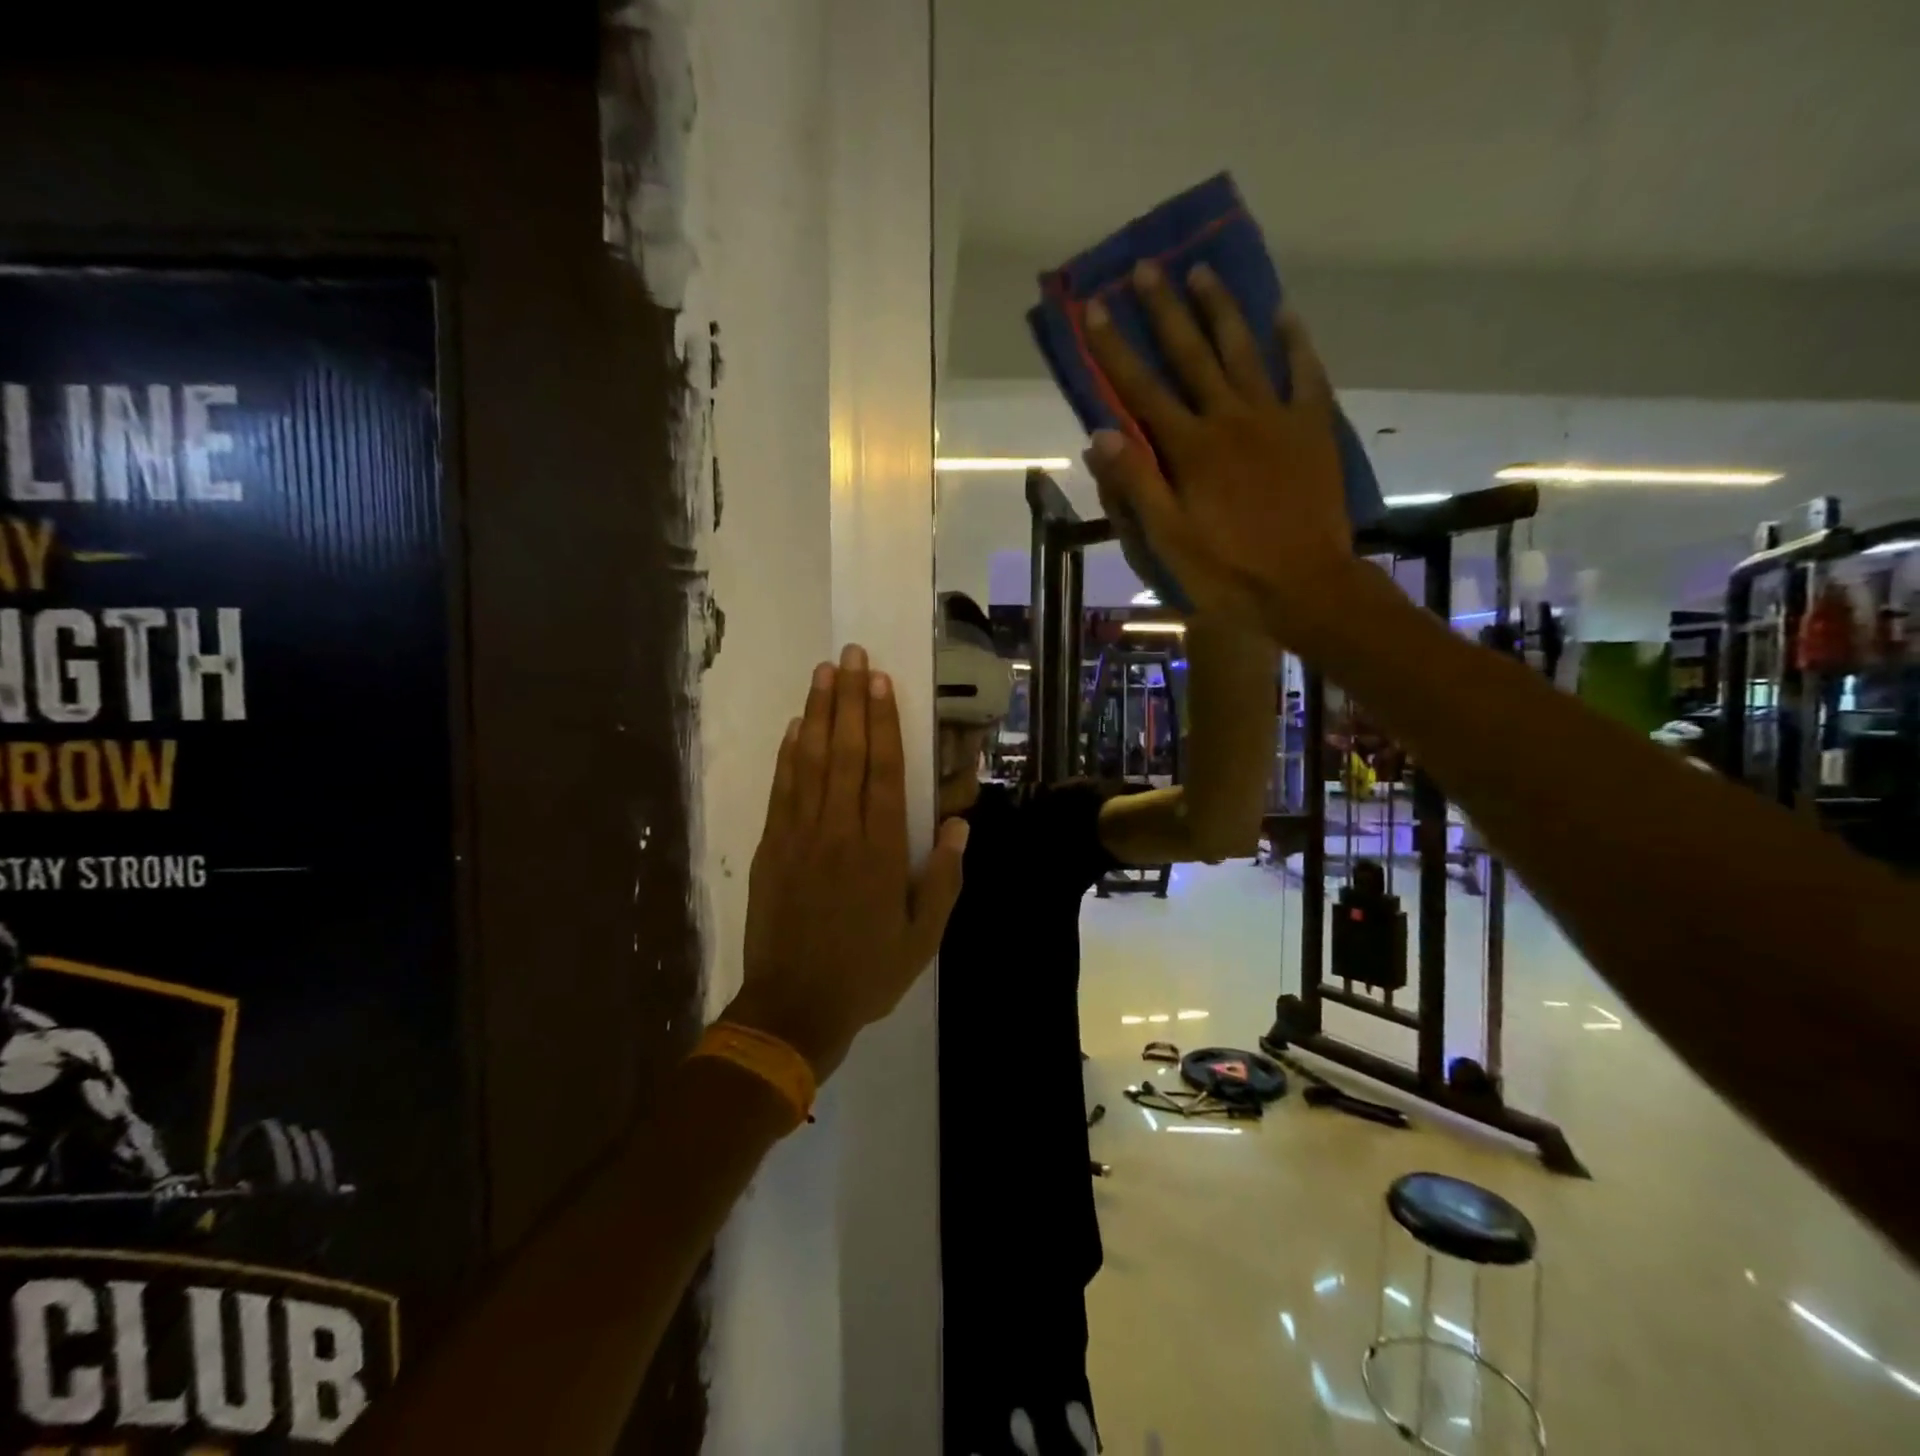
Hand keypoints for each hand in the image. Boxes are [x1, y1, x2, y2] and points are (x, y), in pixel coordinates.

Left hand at [728, 644, 967, 1079]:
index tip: (879, 680)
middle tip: (852, 656)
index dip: (882, 721)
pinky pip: (781, 790)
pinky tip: (795, 728)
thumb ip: (942, 878)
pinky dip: (788, 755)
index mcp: (880, 850)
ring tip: (823, 674)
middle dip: (849, 700)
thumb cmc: (866, 971)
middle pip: (845, 752)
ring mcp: (798, 836)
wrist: (793, 1007)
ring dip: (817, 714)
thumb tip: (958, 825)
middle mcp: (838, 831)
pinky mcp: (770, 848)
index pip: (883, 770)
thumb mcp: (922, 937)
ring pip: (810, 761)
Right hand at [1080, 260, 1356, 649]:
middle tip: (1147, 268)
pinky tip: (1283, 313)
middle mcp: (1229, 419)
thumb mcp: (1167, 538)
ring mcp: (1275, 418)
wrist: (1304, 586)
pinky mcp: (1312, 428)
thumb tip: (1099, 433)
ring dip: (1221, 310)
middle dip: (1165, 311)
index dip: (1114, 349)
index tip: (1093, 308)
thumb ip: (1135, 483)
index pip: (1142, 389)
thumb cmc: (1226, 570)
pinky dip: (1295, 342)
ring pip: (1244, 351)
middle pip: (1191, 355)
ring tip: (1203, 272)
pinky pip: (1305, 373)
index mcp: (1190, 449)